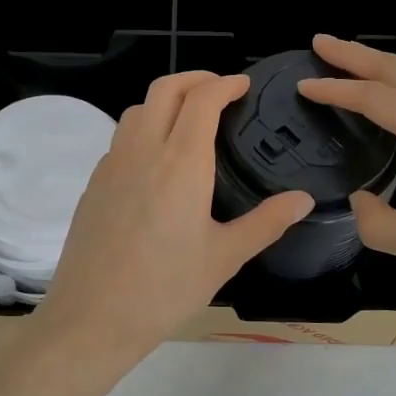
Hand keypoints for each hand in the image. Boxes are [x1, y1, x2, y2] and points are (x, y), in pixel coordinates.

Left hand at [36, 71, 313, 364]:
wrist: (92, 317)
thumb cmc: (166, 288)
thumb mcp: (224, 257)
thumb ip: (266, 222)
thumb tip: (303, 199)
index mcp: (181, 162)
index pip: (202, 99)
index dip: (225, 83)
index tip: (243, 85)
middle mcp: (142, 151)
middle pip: (164, 89)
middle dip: (194, 78)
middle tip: (219, 89)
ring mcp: (112, 165)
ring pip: (137, 110)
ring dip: (165, 101)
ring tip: (189, 121)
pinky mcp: (94, 184)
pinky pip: (120, 139)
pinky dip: (143, 130)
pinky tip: (156, 162)